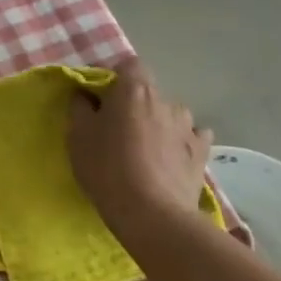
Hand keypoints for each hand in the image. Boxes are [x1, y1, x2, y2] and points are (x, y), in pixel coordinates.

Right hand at [67, 56, 212, 242]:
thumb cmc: (108, 169)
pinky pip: (191, 137)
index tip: (98, 97)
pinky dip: (180, 142)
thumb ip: (80, 107)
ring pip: (169, 114)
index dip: (113, 77)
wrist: (153, 215)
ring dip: (158, 122)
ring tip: (145, 147)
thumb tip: (86, 95)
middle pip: (147, 91)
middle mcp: (165, 99)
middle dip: (133, 103)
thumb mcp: (78, 136)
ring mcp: (188, 126)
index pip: (127, 65)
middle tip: (117, 127)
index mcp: (134, 89)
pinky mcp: (202, 153)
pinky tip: (171, 157)